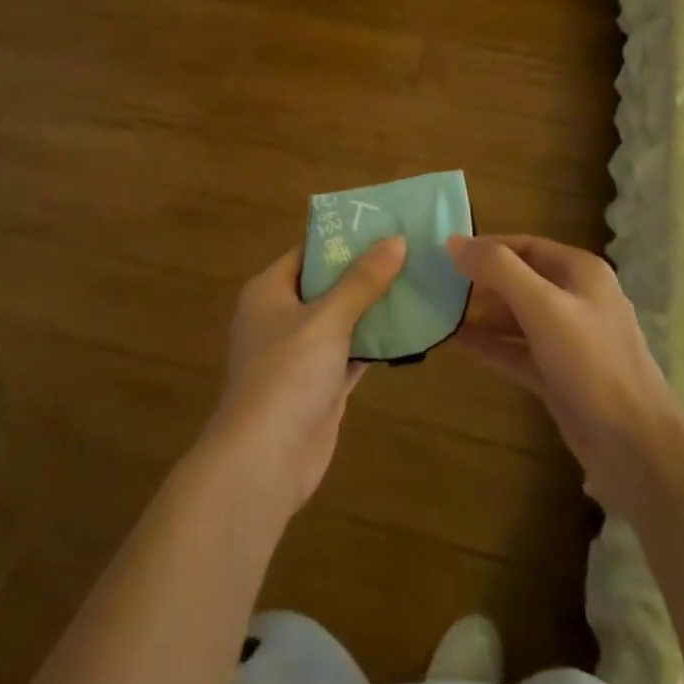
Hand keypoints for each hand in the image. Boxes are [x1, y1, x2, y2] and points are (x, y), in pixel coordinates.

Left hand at [202, 237, 404, 517]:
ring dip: (375, 306)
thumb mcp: (327, 319)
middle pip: (328, 283)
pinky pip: (352, 352)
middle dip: (366, 270)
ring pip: (343, 319)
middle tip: (410, 248)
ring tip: (419, 278)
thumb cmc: (287, 375)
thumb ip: (362, 280)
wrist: (264, 461)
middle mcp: (282, 316)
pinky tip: (411, 327)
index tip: (383, 222)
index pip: (308, 250)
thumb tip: (396, 239)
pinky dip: (376, 341)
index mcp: (270, 291)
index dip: (343, 236)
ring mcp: (301, 353)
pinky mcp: (320, 385)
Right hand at [448, 235, 683, 518]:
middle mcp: (575, 298)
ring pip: (515, 317)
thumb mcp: (544, 307)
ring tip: (436, 311)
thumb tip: (454, 243)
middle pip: (518, 279)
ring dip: (479, 313)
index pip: (525, 246)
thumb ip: (499, 270)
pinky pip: (515, 350)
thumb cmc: (591, 363)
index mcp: (580, 272)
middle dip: (479, 281)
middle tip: (433, 284)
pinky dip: (488, 344)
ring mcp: (566, 339)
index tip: (444, 253)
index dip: (485, 247)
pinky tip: (453, 341)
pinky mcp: (557, 374)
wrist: (635, 446)